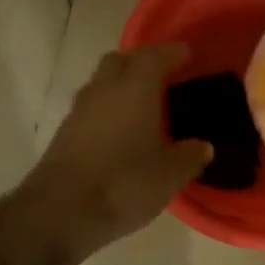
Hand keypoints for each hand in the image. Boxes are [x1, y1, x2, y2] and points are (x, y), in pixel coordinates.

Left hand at [24, 44, 211, 255]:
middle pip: (120, 61)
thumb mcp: (170, 175)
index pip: (154, 56)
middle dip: (141, 64)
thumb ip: (190, 156)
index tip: (188, 55)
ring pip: (102, 85)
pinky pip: (91, 110)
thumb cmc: (124, 184)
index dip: (172, 52)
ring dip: (121, 88)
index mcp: (134, 88)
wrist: (61, 212)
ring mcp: (78, 111)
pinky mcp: (64, 134)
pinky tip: (121, 134)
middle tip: (164, 79)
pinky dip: (108, 112)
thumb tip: (203, 146)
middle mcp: (103, 90)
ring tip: (144, 108)